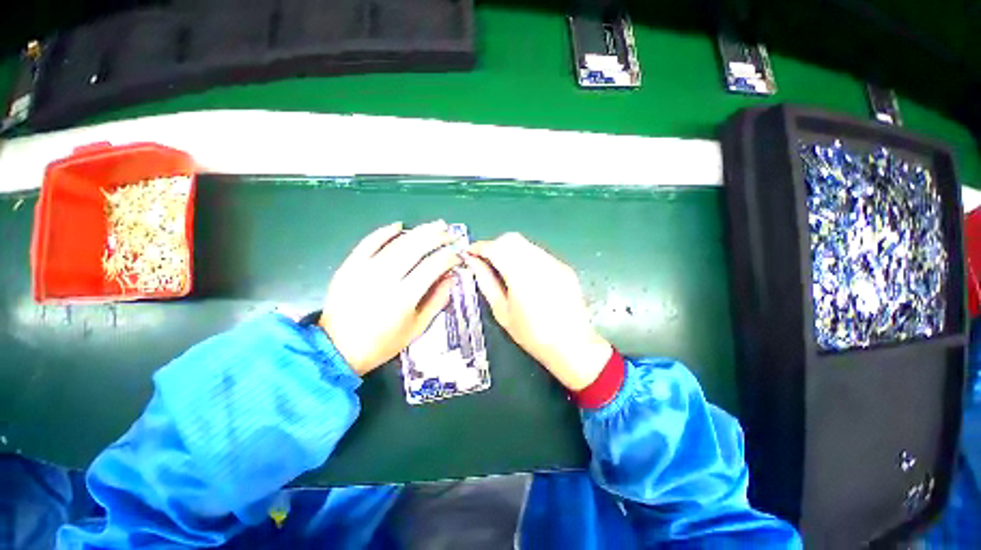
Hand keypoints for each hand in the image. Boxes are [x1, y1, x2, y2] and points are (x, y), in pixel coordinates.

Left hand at [320, 221, 461, 375]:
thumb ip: (437, 300)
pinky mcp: (349, 266)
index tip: (457, 256)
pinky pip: (368, 242)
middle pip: (416, 248)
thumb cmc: (383, 343)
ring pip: (396, 242)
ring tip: (435, 226)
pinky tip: (399, 225)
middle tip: (450, 234)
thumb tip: (451, 276)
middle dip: (437, 238)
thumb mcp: (417, 328)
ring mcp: (364, 270)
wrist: (338, 349)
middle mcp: (385, 279)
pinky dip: (384, 232)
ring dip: (419, 231)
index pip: (433, 266)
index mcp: (404, 298)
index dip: (449, 257)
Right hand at [467, 233, 611, 390]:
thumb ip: (486, 282)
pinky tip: (526, 277)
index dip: (479, 247)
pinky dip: (526, 257)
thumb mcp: (502, 311)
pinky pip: (539, 254)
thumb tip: (473, 262)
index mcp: (520, 274)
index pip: (496, 248)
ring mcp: (555, 263)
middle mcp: (539, 262)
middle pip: (512, 239)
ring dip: (510, 250)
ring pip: (526, 244)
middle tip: (486, 262)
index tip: (470, 253)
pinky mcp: (564, 267)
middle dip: (495, 245)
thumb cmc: (531, 334)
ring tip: (505, 270)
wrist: (572, 345)